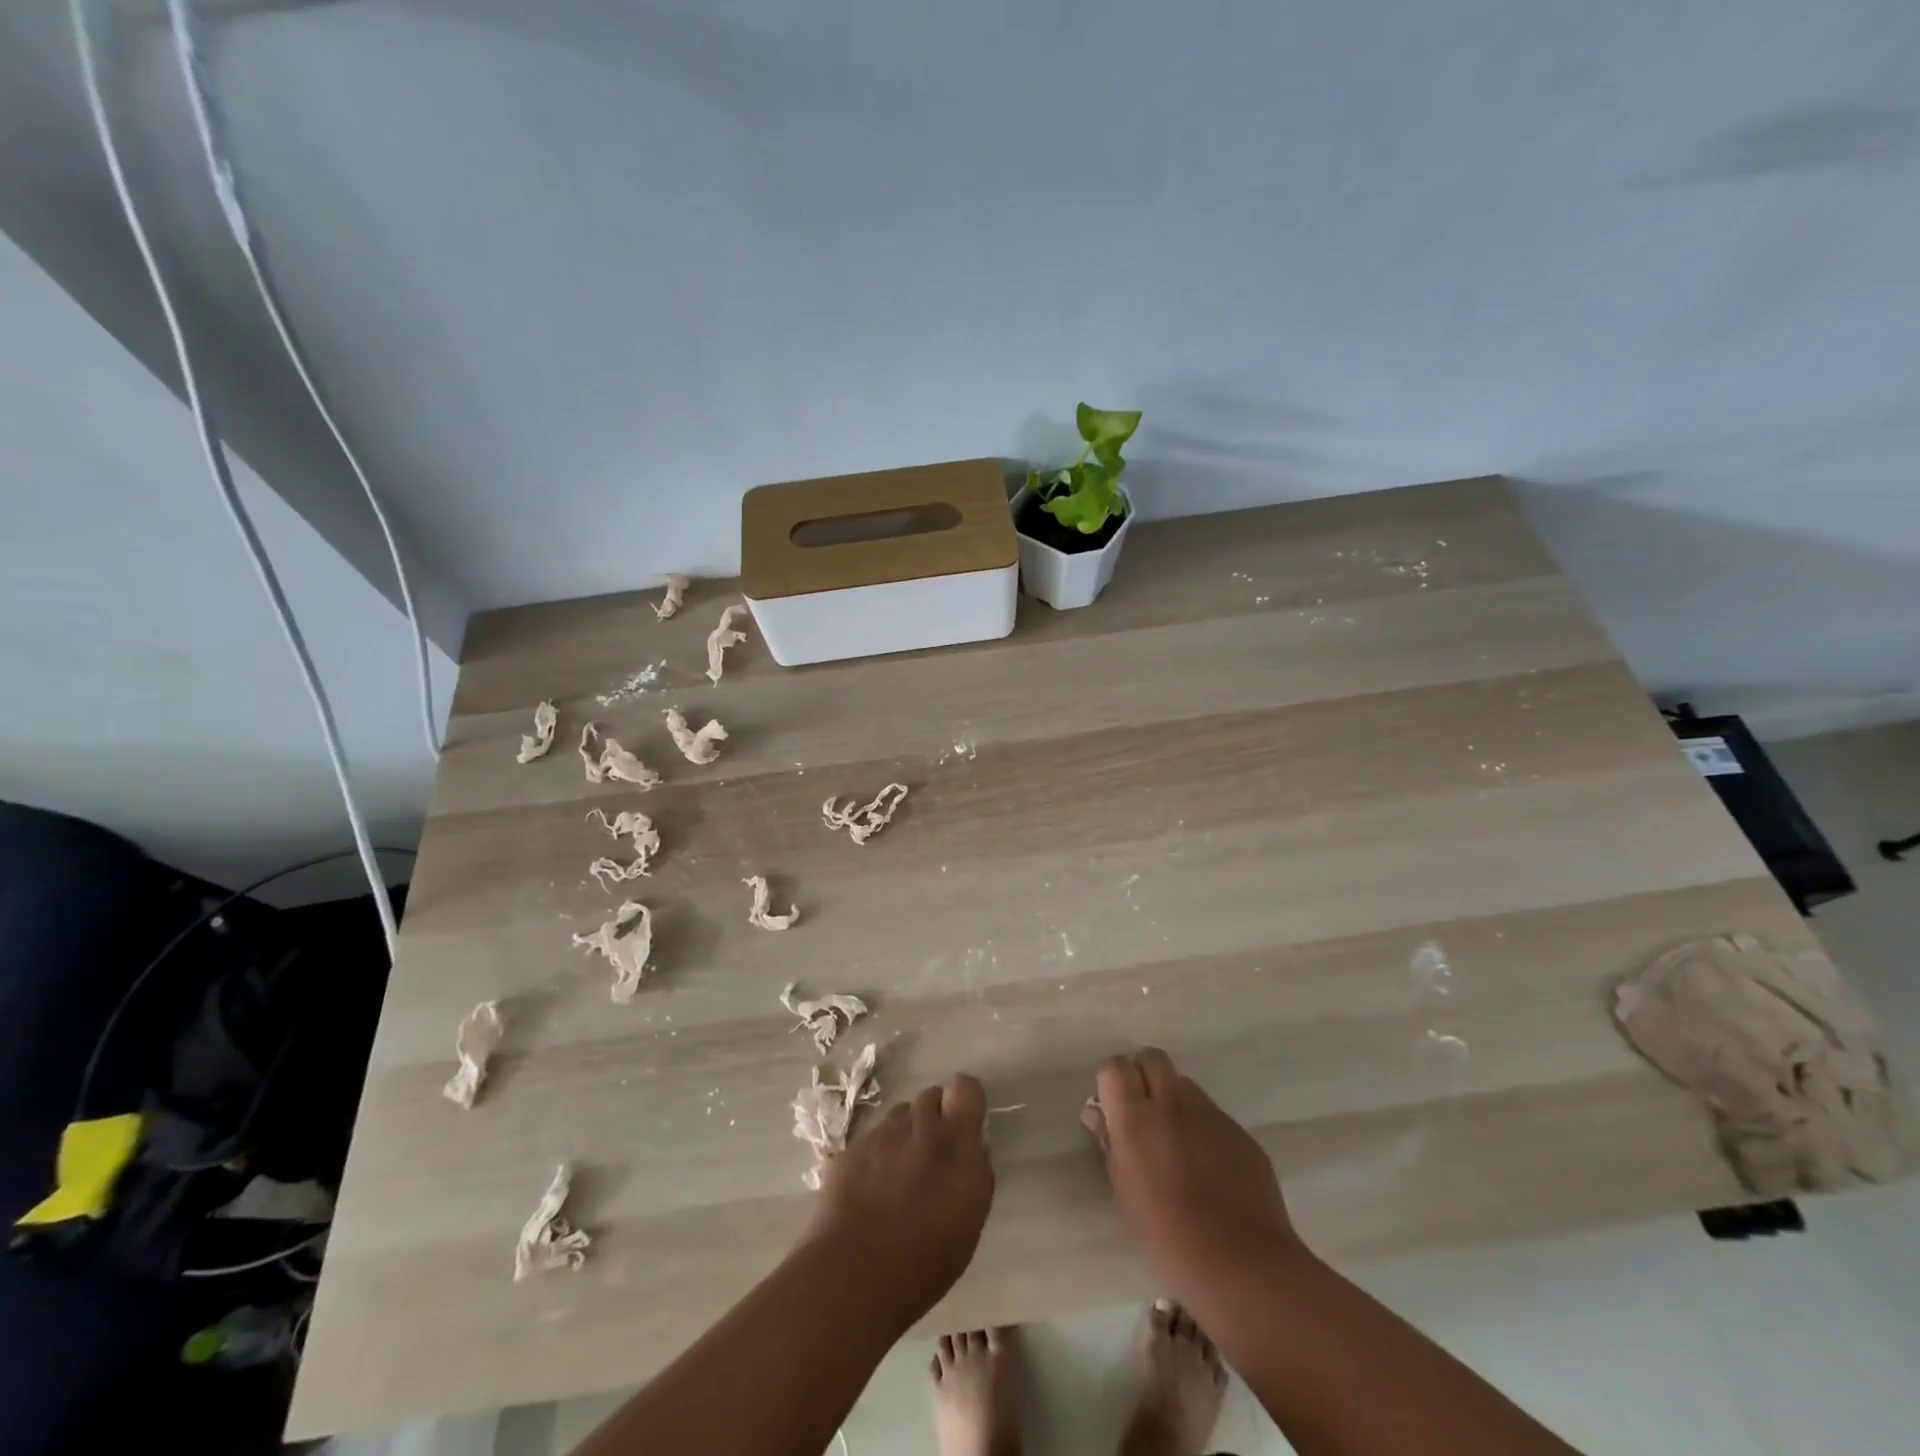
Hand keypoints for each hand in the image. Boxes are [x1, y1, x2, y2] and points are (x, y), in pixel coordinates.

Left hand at [803, 1075, 994, 1331]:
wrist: (852, 1275)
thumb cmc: (924, 1261)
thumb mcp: (970, 1219)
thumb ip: (974, 1170)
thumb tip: (970, 1146)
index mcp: (956, 1143)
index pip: (966, 1088)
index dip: (964, 1101)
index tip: (963, 1125)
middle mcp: (920, 1127)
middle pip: (930, 1097)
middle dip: (934, 1118)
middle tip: (931, 1156)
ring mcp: (882, 1133)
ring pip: (900, 1114)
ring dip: (905, 1133)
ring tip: (899, 1173)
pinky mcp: (852, 1146)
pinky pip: (872, 1136)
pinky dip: (877, 1153)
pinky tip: (870, 1188)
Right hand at [1083, 1048, 1307, 1308]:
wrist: (1243, 1267)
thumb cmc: (1168, 1239)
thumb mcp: (1124, 1195)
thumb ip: (1110, 1145)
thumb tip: (1097, 1114)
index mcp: (1136, 1118)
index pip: (1115, 1066)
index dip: (1111, 1082)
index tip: (1112, 1109)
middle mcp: (1173, 1104)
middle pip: (1153, 1058)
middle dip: (1143, 1076)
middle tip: (1142, 1115)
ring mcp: (1212, 1115)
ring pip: (1186, 1085)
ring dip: (1175, 1102)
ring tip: (1178, 1145)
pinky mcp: (1241, 1133)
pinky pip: (1214, 1116)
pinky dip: (1204, 1130)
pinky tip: (1210, 1170)